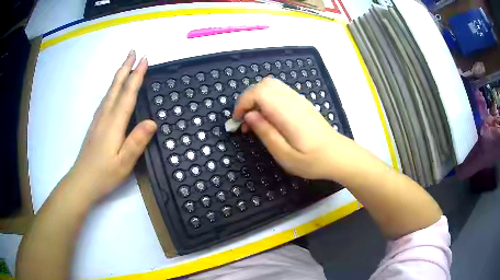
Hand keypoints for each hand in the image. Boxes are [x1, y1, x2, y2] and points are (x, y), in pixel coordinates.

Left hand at [64, 50, 156, 204]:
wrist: (82, 182)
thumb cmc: (104, 174)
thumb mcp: (124, 163)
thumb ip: (137, 141)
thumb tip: (152, 122)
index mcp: (114, 123)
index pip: (127, 94)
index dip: (137, 76)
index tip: (145, 59)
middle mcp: (105, 116)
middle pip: (116, 87)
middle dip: (126, 68)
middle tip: (133, 52)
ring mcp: (98, 120)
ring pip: (110, 92)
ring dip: (119, 76)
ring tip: (126, 65)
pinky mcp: (96, 125)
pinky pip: (106, 100)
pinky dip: (112, 88)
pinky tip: (114, 89)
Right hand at [234, 78, 354, 179]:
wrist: (338, 155)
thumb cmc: (313, 161)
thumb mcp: (285, 155)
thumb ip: (265, 133)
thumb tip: (248, 116)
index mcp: (287, 113)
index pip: (259, 92)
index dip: (242, 103)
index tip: (237, 122)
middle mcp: (292, 101)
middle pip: (264, 85)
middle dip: (248, 100)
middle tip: (245, 122)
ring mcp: (298, 100)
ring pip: (271, 86)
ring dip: (257, 99)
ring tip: (256, 121)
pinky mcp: (301, 103)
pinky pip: (279, 92)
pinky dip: (267, 100)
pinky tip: (269, 118)